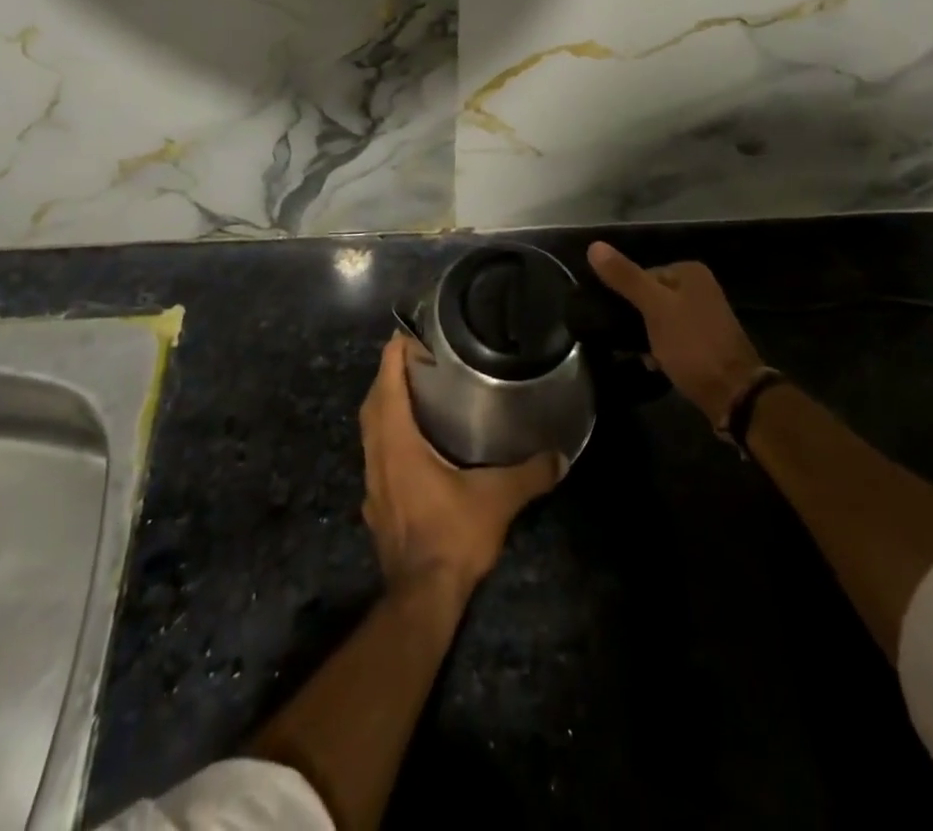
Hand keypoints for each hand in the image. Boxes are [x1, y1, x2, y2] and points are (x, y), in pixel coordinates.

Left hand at [360, 334, 562, 603]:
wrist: (421, 599)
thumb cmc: (452, 536)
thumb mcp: (497, 499)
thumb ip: (529, 473)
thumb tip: (561, 456)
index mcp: (397, 443)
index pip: (388, 385)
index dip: (393, 355)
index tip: (406, 333)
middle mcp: (378, 456)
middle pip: (374, 403)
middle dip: (388, 376)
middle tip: (414, 358)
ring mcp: (373, 483)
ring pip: (371, 431)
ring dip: (385, 406)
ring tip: (413, 392)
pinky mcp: (376, 505)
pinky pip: (376, 456)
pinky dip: (388, 437)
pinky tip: (411, 445)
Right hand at [587, 242, 763, 426]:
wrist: (734, 394)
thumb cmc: (692, 345)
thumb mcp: (655, 308)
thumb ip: (626, 278)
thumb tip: (594, 246)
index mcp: (690, 272)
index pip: (642, 274)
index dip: (627, 296)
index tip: (617, 318)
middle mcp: (700, 288)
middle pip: (651, 296)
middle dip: (636, 318)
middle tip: (625, 338)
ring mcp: (704, 315)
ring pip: (659, 319)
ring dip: (646, 336)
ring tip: (640, 354)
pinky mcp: (704, 341)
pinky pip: (672, 337)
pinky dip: (661, 349)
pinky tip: (654, 364)